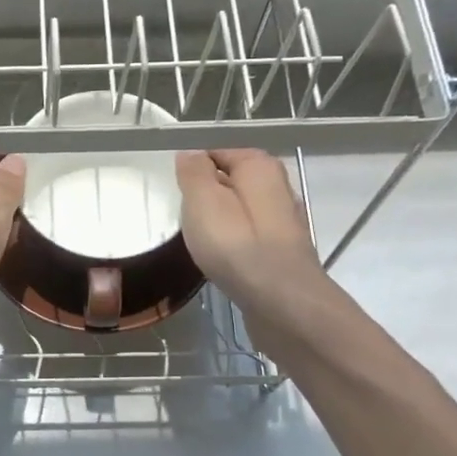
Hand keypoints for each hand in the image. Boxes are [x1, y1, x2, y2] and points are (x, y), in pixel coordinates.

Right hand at [175, 149, 327, 347]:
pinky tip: (218, 259)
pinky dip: (231, 243)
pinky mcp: (280, 252)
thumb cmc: (237, 247)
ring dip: (218, 222)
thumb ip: (194, 173)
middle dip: (206, 195)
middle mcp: (277, 187)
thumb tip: (190, 155)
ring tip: (196, 239)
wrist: (283, 303)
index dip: (192, 169)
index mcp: (259, 166)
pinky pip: (247, 236)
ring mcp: (282, 222)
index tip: (173, 191)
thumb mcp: (204, 201)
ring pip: (239, 211)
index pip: (217, 152)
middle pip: (230, 182)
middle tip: (180, 215)